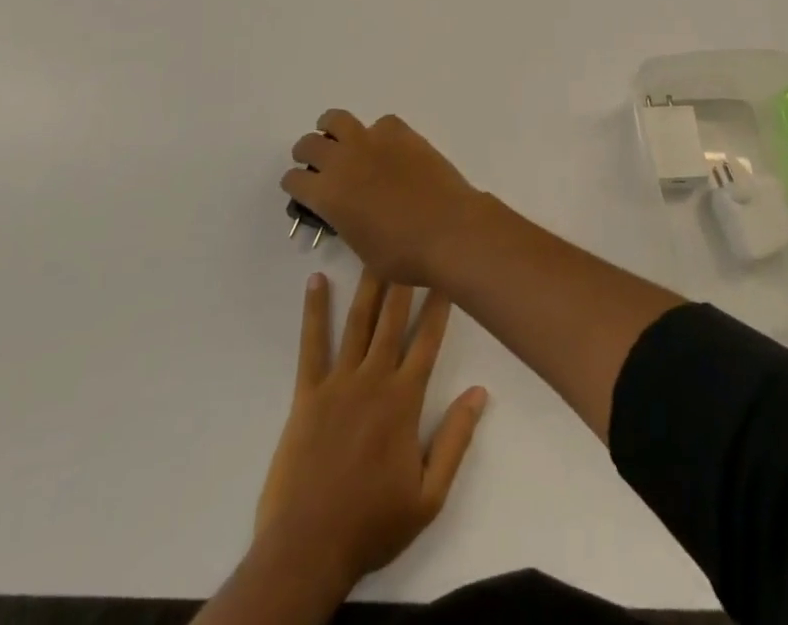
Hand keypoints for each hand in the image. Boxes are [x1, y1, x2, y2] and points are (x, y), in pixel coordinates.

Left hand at [254, 269, 487, 594]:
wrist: (307, 549)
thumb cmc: (373, 524)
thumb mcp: (429, 495)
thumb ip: (455, 439)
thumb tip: (480, 392)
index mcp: (404, 401)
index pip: (427, 341)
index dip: (439, 304)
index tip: (446, 271)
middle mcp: (373, 379)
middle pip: (392, 319)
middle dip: (405, 278)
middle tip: (410, 239)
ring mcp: (338, 382)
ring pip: (357, 322)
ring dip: (367, 284)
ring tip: (373, 248)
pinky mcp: (307, 393)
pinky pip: (312, 344)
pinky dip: (314, 311)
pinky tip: (316, 282)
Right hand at [283, 111, 482, 284]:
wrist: (448, 229)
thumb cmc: (403, 254)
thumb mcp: (361, 248)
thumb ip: (346, 222)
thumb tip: (348, 210)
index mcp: (327, 195)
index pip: (294, 180)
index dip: (295, 185)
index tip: (301, 189)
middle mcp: (342, 161)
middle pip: (309, 144)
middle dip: (306, 153)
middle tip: (315, 161)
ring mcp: (372, 141)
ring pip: (337, 119)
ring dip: (332, 128)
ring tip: (340, 139)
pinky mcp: (400, 132)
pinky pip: (380, 123)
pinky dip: (378, 133)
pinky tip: (388, 148)